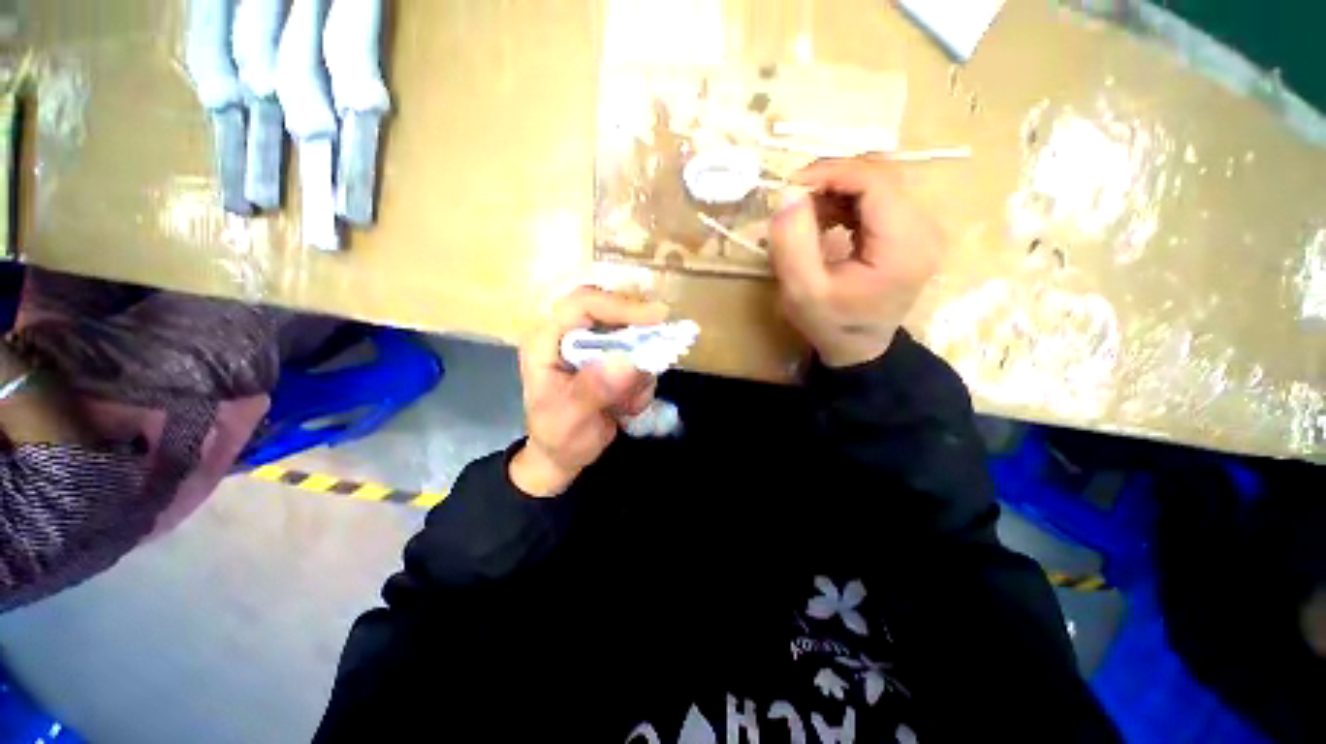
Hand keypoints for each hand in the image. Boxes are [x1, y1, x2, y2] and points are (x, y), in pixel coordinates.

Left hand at [511, 287, 668, 496]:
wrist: (564, 454)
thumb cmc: (559, 436)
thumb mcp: (571, 419)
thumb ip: (596, 389)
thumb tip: (629, 361)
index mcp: (546, 341)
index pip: (582, 304)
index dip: (620, 305)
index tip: (656, 318)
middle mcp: (568, 334)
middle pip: (610, 309)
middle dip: (638, 334)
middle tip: (660, 353)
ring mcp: (591, 344)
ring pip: (630, 334)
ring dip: (640, 367)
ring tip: (627, 405)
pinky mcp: (608, 356)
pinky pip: (639, 355)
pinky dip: (642, 380)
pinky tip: (627, 406)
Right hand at [768, 157, 943, 367]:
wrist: (859, 349)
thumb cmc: (830, 325)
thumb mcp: (801, 293)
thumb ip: (792, 243)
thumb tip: (789, 193)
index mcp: (904, 245)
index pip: (877, 181)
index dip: (832, 171)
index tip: (791, 185)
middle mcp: (925, 229)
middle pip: (882, 175)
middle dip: (833, 179)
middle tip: (795, 201)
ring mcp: (921, 229)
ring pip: (880, 182)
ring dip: (838, 189)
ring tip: (807, 216)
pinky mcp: (911, 231)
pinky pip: (879, 198)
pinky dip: (847, 200)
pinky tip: (826, 221)